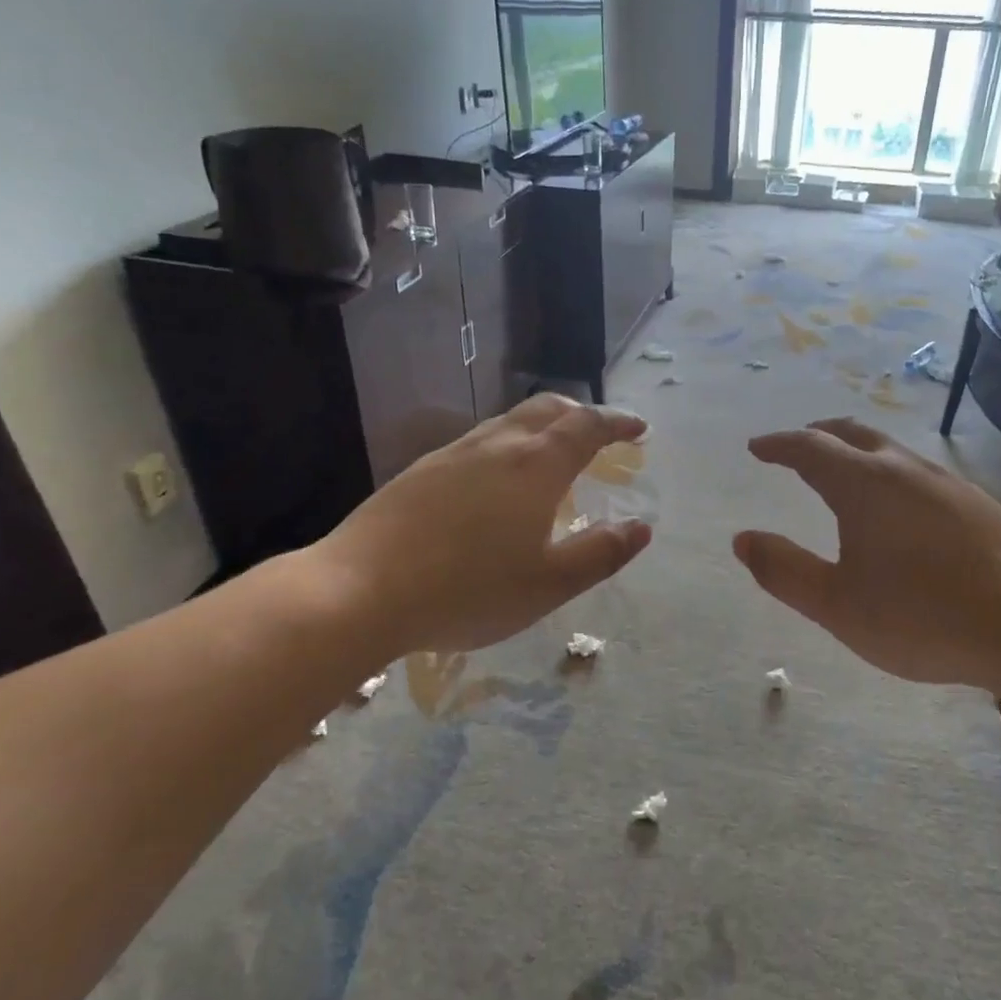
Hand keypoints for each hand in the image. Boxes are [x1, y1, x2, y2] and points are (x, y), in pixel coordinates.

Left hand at [308, 395, 652, 658]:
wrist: (359, 590)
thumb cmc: (468, 589)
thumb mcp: (549, 584)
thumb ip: (600, 553)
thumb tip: (641, 527)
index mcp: (535, 466)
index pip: (586, 426)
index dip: (617, 423)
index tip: (638, 428)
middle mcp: (496, 446)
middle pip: (547, 408)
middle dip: (580, 414)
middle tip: (600, 434)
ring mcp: (453, 454)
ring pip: (508, 422)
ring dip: (541, 427)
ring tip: (552, 454)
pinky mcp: (420, 471)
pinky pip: (479, 442)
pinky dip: (508, 445)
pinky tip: (497, 480)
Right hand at [734, 418, 1000, 689]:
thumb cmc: (921, 617)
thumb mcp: (836, 605)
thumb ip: (784, 570)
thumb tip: (742, 539)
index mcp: (863, 485)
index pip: (809, 448)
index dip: (778, 445)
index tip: (757, 447)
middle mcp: (903, 469)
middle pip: (852, 434)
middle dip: (817, 435)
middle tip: (795, 447)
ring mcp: (945, 482)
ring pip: (889, 449)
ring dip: (856, 450)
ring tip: (841, 472)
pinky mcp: (976, 501)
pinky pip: (917, 470)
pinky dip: (888, 470)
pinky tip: (897, 504)